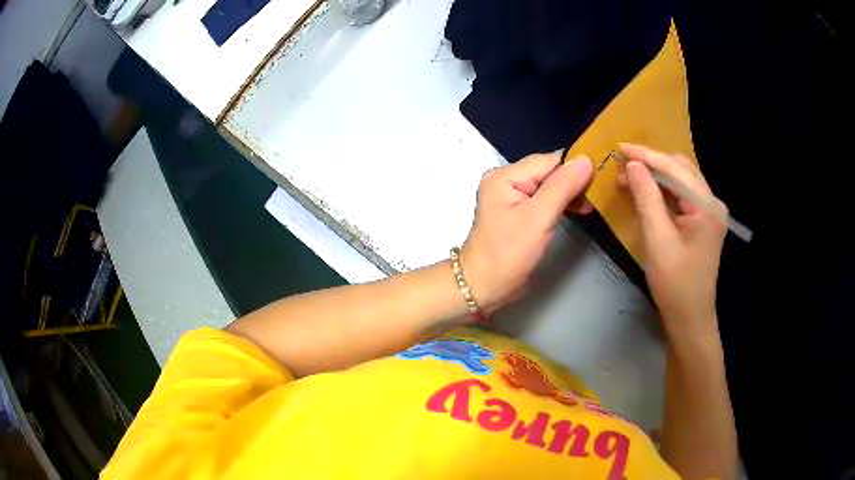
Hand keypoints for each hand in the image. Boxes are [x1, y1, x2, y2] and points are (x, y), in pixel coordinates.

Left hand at [461, 152, 593, 312]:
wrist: (483, 287)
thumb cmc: (509, 253)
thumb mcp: (538, 217)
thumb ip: (562, 187)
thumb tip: (586, 160)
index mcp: (506, 175)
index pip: (548, 161)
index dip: (575, 167)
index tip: (600, 176)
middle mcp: (506, 180)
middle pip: (548, 171)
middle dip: (574, 180)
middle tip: (598, 193)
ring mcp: (511, 196)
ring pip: (548, 185)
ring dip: (569, 193)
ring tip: (590, 204)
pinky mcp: (518, 212)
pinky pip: (544, 199)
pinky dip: (561, 203)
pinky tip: (577, 209)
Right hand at [620, 143, 726, 335]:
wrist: (690, 318)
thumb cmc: (675, 284)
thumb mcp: (658, 240)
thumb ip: (647, 199)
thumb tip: (632, 165)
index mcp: (706, 207)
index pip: (674, 169)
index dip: (646, 156)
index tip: (619, 147)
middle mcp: (712, 203)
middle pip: (681, 168)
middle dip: (652, 162)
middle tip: (622, 165)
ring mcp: (710, 212)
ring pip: (682, 179)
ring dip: (657, 174)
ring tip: (630, 176)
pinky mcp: (703, 221)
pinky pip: (683, 195)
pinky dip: (664, 189)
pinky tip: (647, 191)